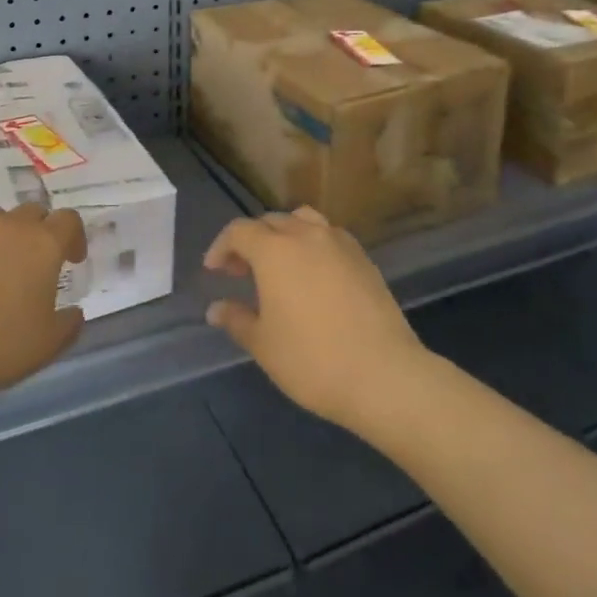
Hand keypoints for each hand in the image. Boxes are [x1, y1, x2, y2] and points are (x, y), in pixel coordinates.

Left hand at [0, 204, 85, 401]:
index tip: (72, 260)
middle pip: (33, 212)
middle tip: (36, 263)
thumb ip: (69, 324)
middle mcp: (11, 227)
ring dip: (5, 235)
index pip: (69, 220)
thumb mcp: (47, 345)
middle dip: (40, 231)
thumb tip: (75, 312)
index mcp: (44, 244)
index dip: (74, 237)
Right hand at [203, 207, 425, 430]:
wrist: (383, 374)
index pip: (239, 231)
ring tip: (279, 263)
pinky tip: (313, 274)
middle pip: (270, 222)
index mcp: (274, 250)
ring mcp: (339, 243)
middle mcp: (306, 235)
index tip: (213, 270)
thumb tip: (216, 308)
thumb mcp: (264, 345)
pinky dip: (312, 244)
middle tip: (240, 271)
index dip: (221, 247)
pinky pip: (329, 236)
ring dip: (284, 234)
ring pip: (303, 221)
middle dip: (250, 240)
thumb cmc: (312, 360)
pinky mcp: (363, 258)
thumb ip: (237, 320)